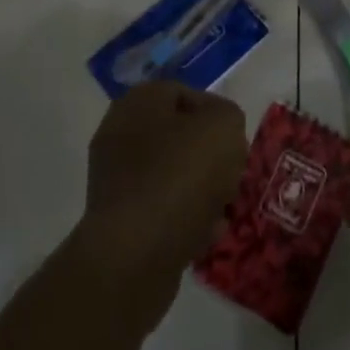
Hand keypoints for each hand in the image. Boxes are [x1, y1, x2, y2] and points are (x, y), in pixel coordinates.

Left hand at [70, 82, 248, 333]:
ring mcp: (114, 177)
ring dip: (201, 190)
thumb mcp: (223, 128)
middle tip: (231, 177)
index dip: (217, 116)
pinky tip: (204, 235)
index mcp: (138, 100)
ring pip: (172, 174)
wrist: (134, 256)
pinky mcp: (117, 220)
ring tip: (222, 210)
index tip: (235, 144)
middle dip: (210, 157)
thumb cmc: (180, 177)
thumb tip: (220, 130)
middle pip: (179, 136)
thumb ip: (228, 116)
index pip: (185, 93)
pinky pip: (161, 209)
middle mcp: (119, 131)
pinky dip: (183, 219)